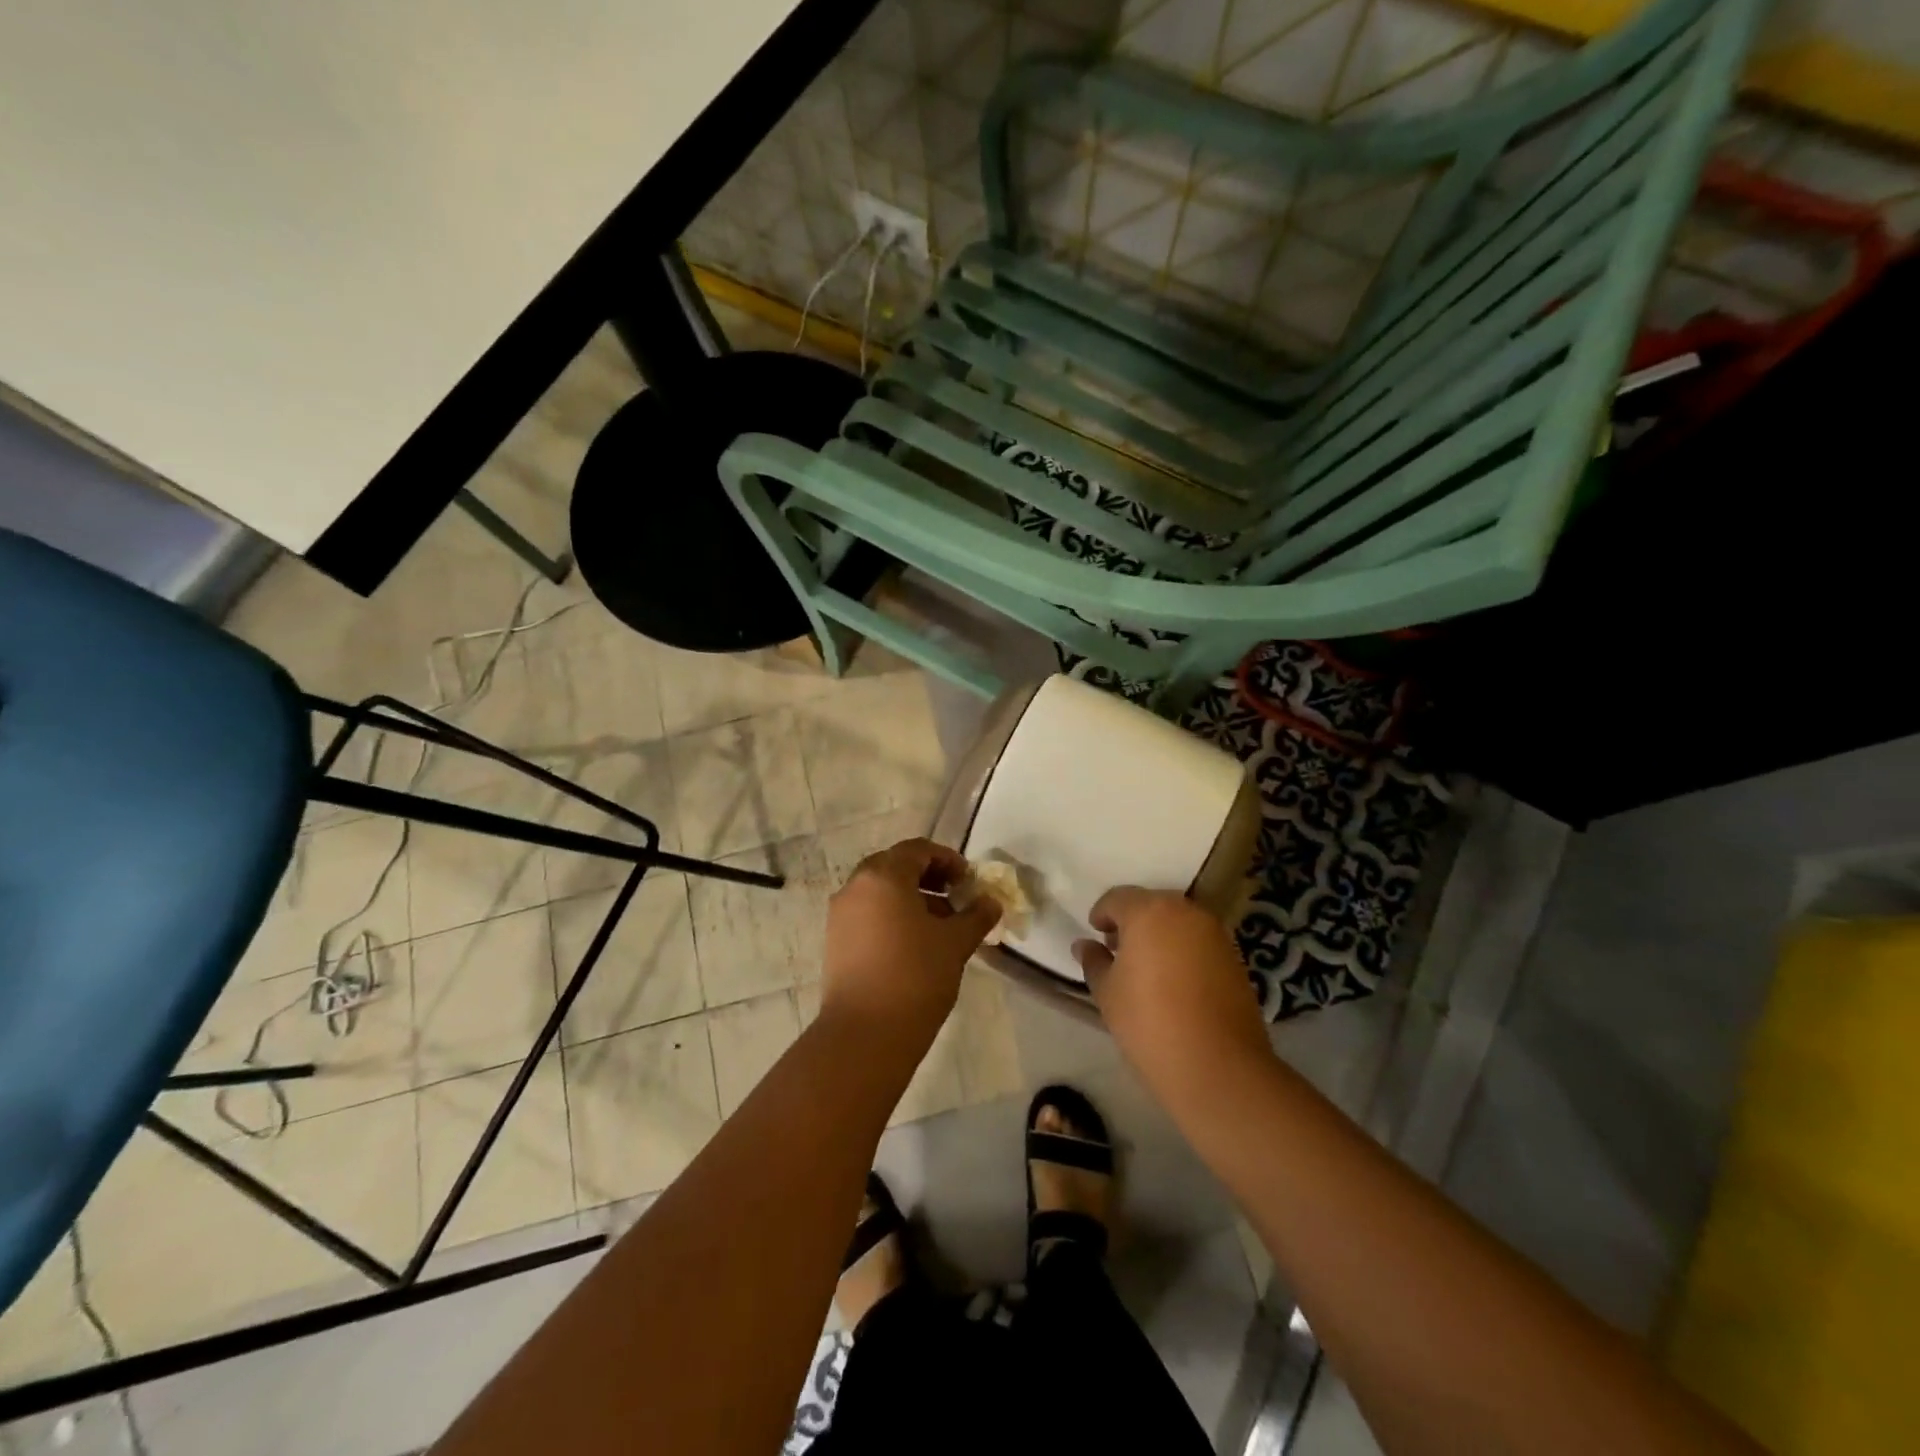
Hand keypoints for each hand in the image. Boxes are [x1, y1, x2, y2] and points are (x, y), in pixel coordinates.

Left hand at [821, 839, 999, 1046]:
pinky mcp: (835, 941)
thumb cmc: (915, 976)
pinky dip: (891, 917)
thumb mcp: (955, 943)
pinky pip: (867, 914)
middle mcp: (855, 886)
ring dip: (911, 899)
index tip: (968, 881)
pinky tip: (914, 945)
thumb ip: (976, 915)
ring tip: (940, 927)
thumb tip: (991, 902)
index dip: (947, 860)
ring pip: (880, 892)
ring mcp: (840, 914)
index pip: (918, 850)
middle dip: (928, 878)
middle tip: (955, 899)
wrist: (865, 1034)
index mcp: (883, 876)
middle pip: (895, 867)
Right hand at [1073, 887, 1268, 1091]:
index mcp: (1149, 911)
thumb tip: (1084, 945)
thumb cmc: (1149, 1023)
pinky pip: (1199, 941)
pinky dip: (1183, 950)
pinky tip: (1174, 981)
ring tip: (1146, 968)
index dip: (1102, 914)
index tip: (1096, 934)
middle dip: (1133, 921)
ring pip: (1178, 921)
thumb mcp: (1107, 993)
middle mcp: (1185, 911)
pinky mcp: (1235, 957)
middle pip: (1151, 904)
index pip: (1118, 898)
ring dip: (1160, 934)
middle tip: (1118, 950)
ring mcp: (1215, 933)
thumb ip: (1094, 961)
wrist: (1218, 1067)